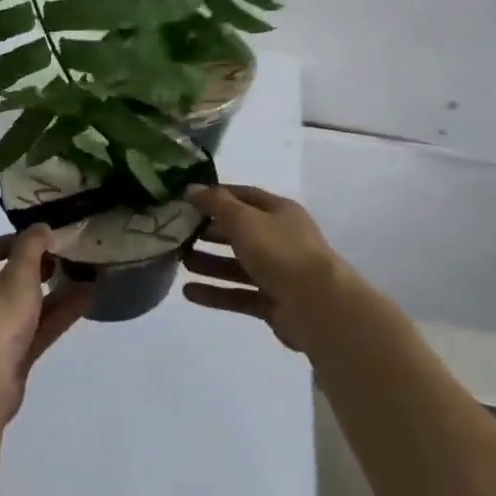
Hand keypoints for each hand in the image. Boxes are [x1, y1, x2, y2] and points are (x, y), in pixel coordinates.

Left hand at [0, 228, 90, 424]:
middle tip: (61, 257)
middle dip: (35, 267)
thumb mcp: (18, 273)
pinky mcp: (12, 355)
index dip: (7, 242)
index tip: (35, 239)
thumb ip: (31, 246)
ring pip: (27, 305)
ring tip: (83, 276)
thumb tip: (40, 227)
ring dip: (52, 291)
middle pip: (7, 278)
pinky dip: (59, 314)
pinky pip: (38, 328)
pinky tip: (86, 300)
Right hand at [182, 186, 350, 352]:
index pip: (243, 196)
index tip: (187, 199)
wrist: (318, 307)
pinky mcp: (272, 302)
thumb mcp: (245, 219)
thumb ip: (216, 203)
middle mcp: (279, 238)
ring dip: (209, 263)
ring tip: (180, 262)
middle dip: (209, 232)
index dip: (216, 195)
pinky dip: (215, 293)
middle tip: (178, 233)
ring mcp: (277, 272)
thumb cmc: (280, 251)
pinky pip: (238, 294)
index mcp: (278, 211)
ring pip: (236, 265)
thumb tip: (191, 188)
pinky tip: (188, 293)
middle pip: (238, 231)